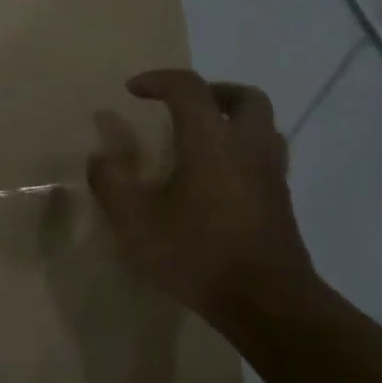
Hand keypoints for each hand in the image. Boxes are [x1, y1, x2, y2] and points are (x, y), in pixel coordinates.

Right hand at [87, 69, 320, 326]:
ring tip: (202, 140)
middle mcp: (248, 147)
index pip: (189, 88)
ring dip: (233, 121)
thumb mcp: (135, 221)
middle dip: (212, 92)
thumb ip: (111, 182)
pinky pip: (265, 158)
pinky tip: (218, 181)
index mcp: (211, 141)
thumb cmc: (196, 253)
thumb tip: (101, 157)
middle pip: (244, 98)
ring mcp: (271, 174)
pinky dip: (242, 152)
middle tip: (183, 107)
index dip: (159, 80)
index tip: (133, 90)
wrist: (266, 302)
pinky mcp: (281, 202)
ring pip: (263, 127)